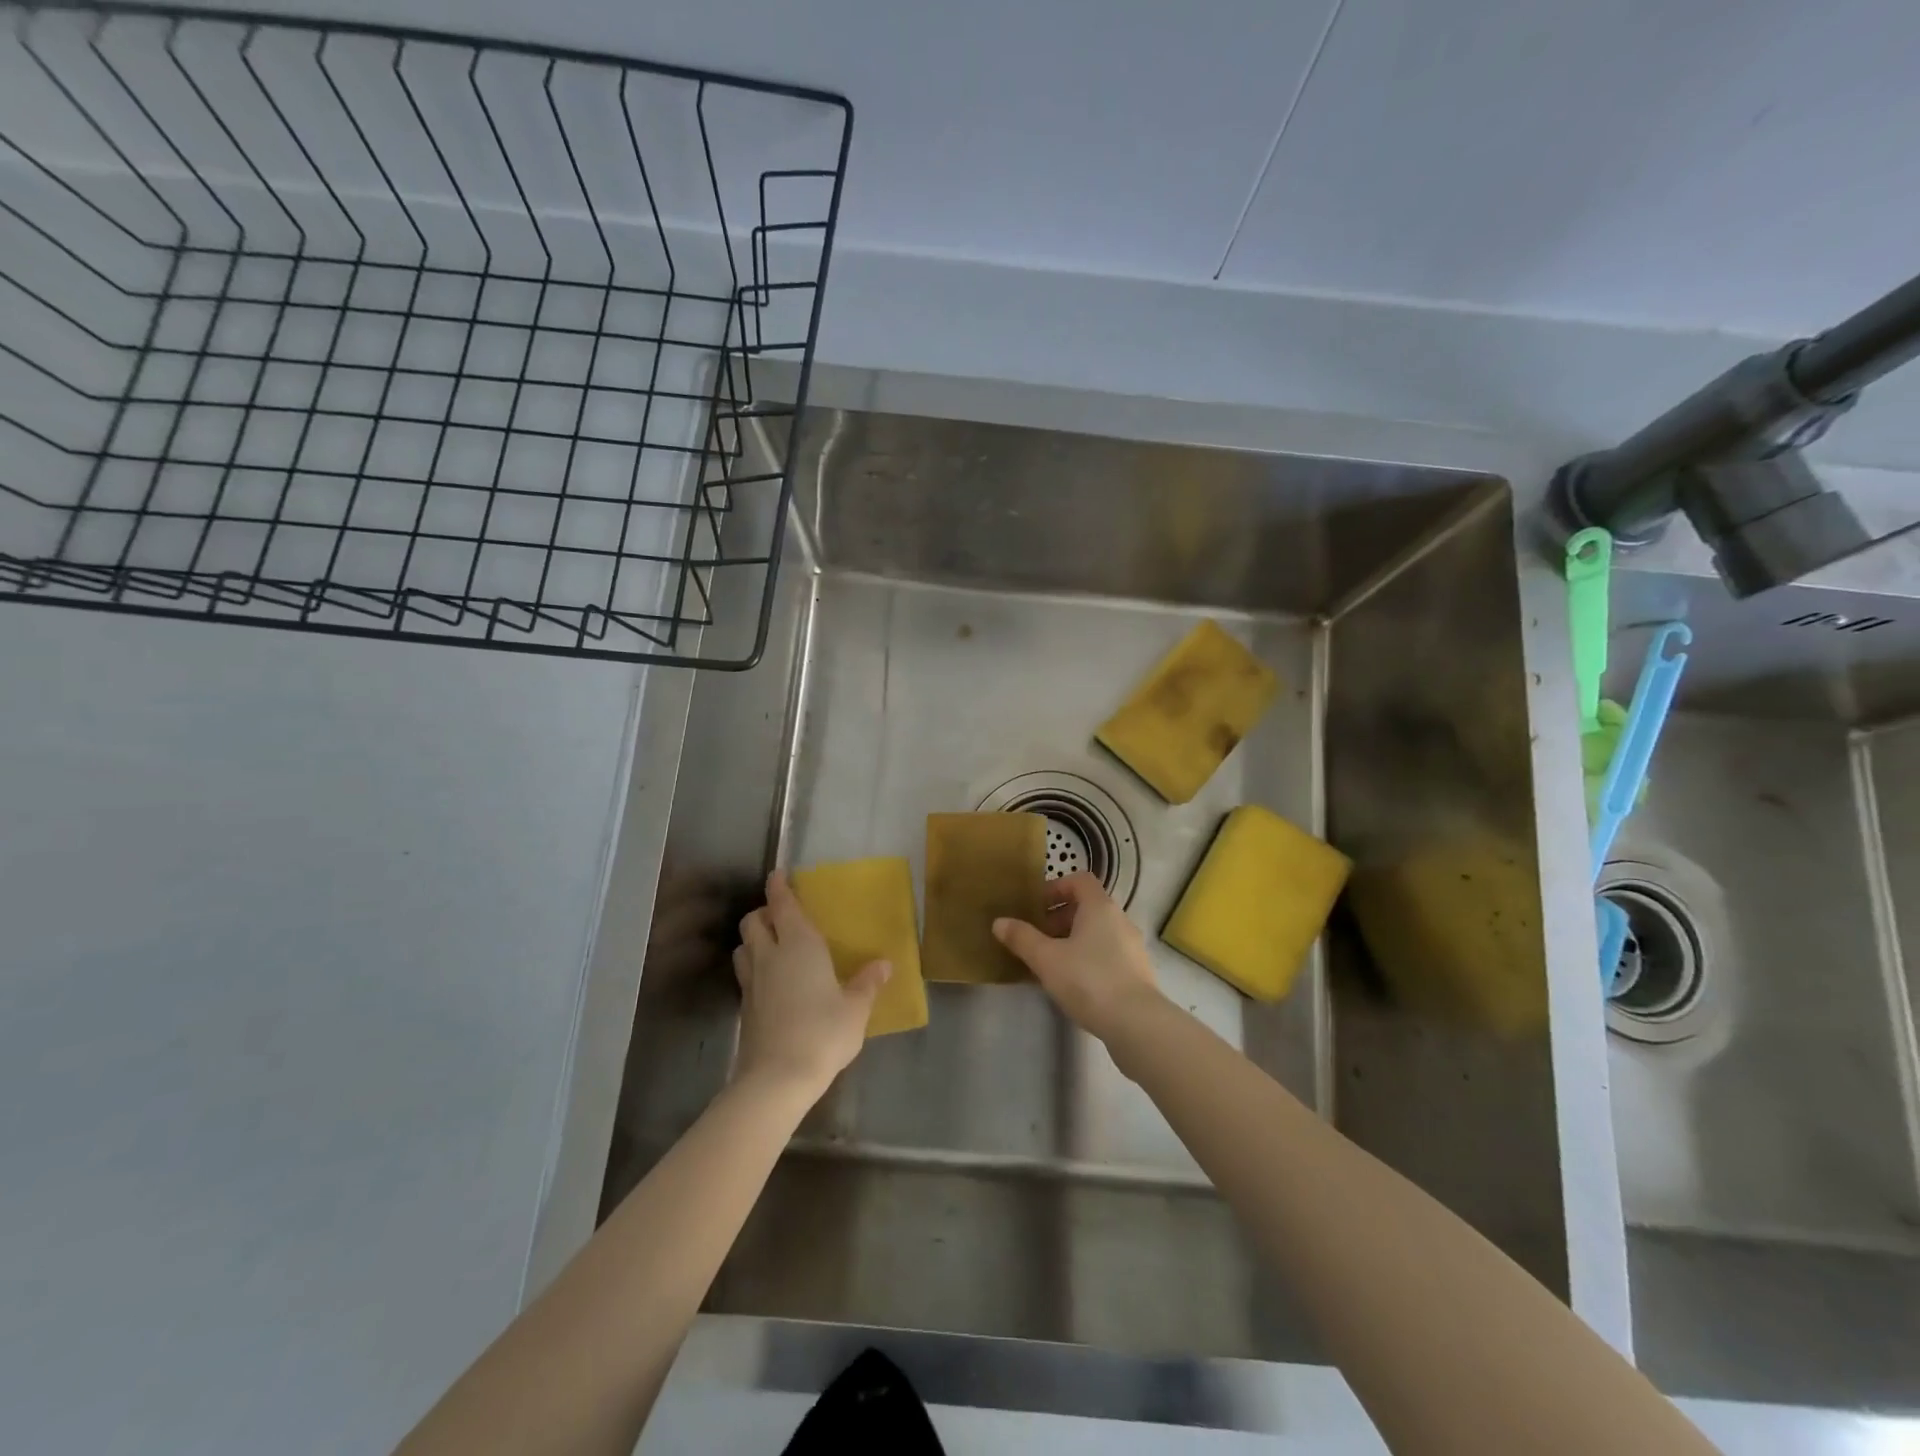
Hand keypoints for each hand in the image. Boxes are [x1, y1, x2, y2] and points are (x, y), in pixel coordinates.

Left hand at [732, 871, 888, 1101]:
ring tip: (772, 945)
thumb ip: (867, 983)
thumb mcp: (855, 1009)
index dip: (778, 887)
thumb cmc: (822, 1033)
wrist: (777, 1078)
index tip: (778, 874)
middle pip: (753, 921)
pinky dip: (754, 966)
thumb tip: (884, 964)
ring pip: (744, 946)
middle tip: (781, 916)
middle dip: (763, 912)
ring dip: (754, 939)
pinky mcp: (745, 1007)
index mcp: (799, 945)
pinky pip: (745, 973)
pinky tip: (771, 981)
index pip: (782, 905)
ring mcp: (752, 982)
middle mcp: (770, 955)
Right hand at [993, 872, 1164, 1041]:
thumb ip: (1022, 938)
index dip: (1056, 887)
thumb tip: (999, 922)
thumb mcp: (1046, 959)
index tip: (1036, 907)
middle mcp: (1120, 920)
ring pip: (1097, 933)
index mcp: (1100, 907)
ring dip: (1072, 941)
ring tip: (1050, 964)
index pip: (1079, 880)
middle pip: (1087, 907)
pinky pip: (1107, 955)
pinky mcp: (1137, 973)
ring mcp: (1132, 947)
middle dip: (1059, 918)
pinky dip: (1088, 960)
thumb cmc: (1088, 980)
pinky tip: (1072, 985)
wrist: (1137, 1023)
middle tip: (1037, 939)